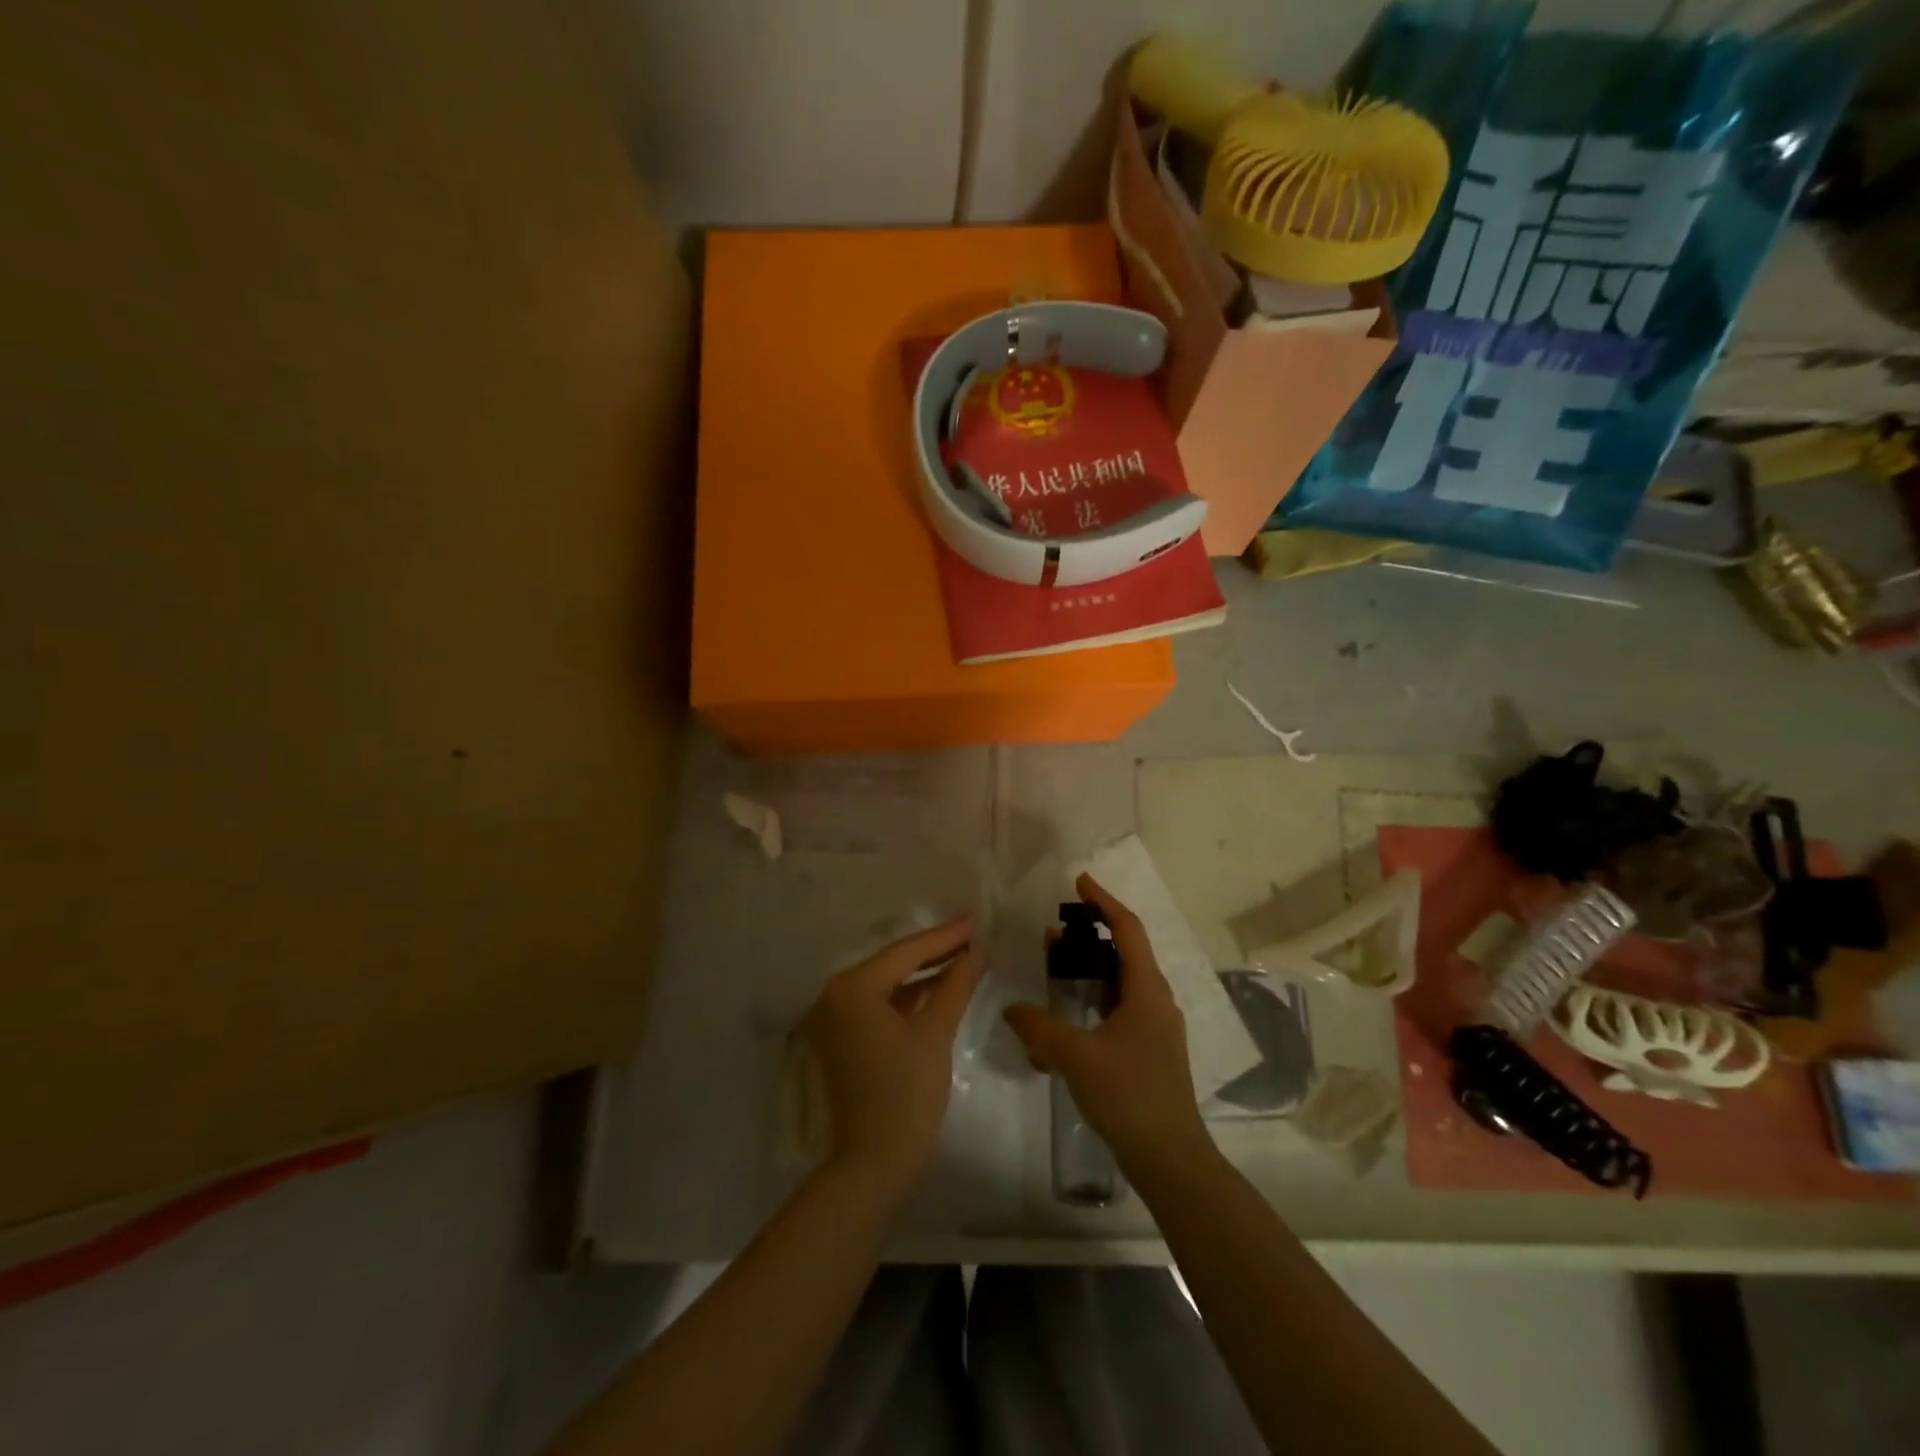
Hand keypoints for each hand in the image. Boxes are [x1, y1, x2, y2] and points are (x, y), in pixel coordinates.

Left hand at [800, 918, 981, 1196]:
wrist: (873, 1165)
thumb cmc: (906, 1094)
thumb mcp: (935, 1033)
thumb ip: (956, 985)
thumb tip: (976, 952)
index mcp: (851, 987)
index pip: (906, 952)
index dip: (945, 936)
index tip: (975, 920)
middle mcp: (834, 996)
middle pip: (893, 964)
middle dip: (935, 951)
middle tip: (973, 935)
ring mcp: (833, 1020)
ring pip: (886, 986)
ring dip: (923, 975)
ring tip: (963, 958)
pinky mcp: (841, 1041)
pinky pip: (879, 1006)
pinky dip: (908, 998)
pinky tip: (938, 990)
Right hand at [1003, 874, 1213, 1178]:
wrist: (1170, 1158)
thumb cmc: (1129, 1095)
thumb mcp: (1076, 1056)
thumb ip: (1039, 1028)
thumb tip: (1012, 1009)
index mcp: (1148, 990)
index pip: (1128, 929)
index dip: (1104, 901)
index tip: (1079, 881)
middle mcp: (1156, 1001)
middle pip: (1124, 952)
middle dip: (1089, 937)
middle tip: (1053, 932)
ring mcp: (1155, 1027)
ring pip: (1120, 983)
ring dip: (1089, 969)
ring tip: (1054, 966)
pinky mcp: (1148, 1050)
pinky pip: (1118, 1009)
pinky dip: (1092, 1000)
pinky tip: (1065, 1018)